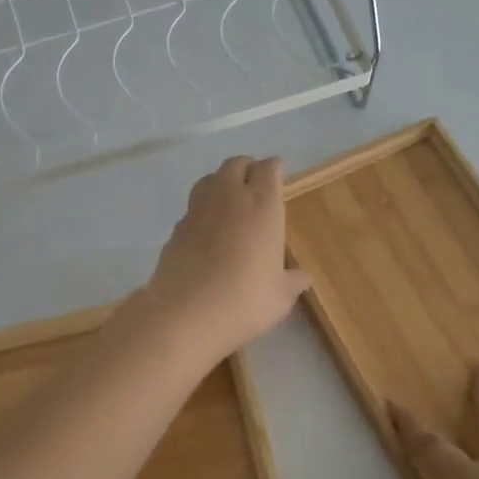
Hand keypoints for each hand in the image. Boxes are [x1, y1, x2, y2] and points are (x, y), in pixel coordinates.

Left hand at [135, 156, 311, 364]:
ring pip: (209, 179)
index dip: (274, 169)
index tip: (278, 175)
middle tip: (255, 186)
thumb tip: (302, 277)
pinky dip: (202, 210)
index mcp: (262, 205)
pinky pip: (192, 207)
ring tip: (229, 201)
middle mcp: (229, 198)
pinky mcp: (176, 228)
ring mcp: (197, 210)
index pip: (269, 169)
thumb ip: (292, 281)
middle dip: (247, 169)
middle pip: (236, 164)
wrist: (186, 314)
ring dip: (221, 182)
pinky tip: (207, 231)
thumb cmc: (245, 300)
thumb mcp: (279, 296)